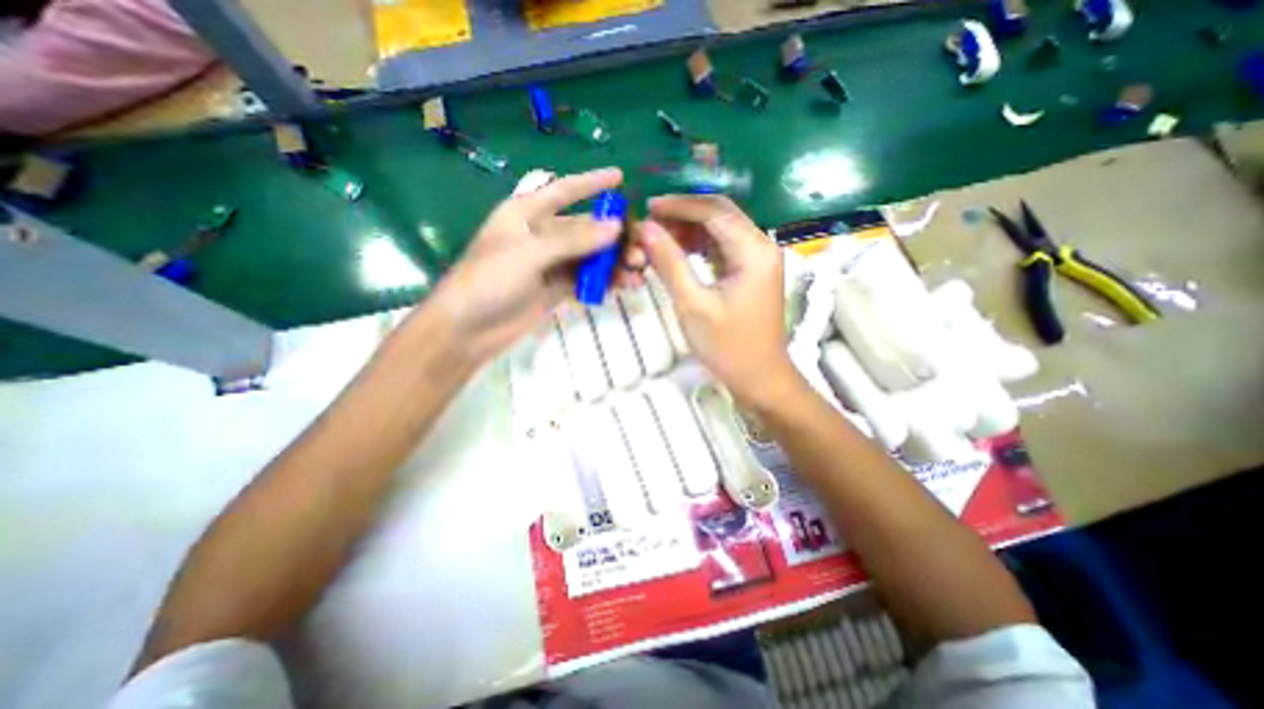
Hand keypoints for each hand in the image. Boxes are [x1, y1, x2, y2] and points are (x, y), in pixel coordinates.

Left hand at [424, 167, 619, 362]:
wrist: (468, 329)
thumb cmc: (489, 280)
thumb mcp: (529, 253)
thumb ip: (573, 240)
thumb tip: (615, 226)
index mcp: (527, 213)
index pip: (564, 191)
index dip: (592, 183)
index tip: (620, 177)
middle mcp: (541, 235)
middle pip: (585, 229)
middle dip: (614, 238)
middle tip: (641, 251)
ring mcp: (550, 264)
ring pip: (590, 257)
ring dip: (614, 263)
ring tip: (638, 272)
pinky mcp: (556, 289)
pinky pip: (586, 280)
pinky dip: (605, 282)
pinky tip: (624, 286)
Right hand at [643, 194, 797, 404]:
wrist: (759, 378)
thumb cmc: (727, 346)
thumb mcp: (693, 304)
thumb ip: (669, 262)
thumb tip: (646, 228)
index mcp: (753, 250)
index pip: (713, 211)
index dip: (678, 206)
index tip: (647, 207)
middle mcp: (761, 246)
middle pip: (720, 214)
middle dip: (684, 213)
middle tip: (650, 221)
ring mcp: (758, 259)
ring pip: (721, 229)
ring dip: (691, 229)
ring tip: (659, 236)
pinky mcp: (752, 272)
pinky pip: (724, 247)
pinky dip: (700, 245)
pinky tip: (679, 251)